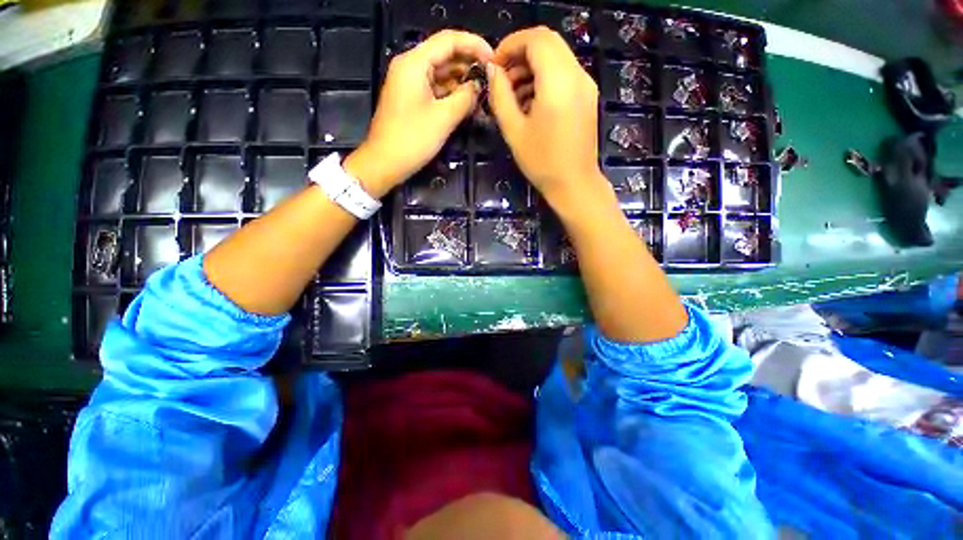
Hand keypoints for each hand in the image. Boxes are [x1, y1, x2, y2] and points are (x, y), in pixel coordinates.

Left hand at [344, 30, 492, 196]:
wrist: (385, 163)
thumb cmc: (412, 139)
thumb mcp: (443, 118)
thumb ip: (465, 98)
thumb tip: (478, 86)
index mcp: (414, 63)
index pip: (449, 40)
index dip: (474, 45)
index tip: (495, 59)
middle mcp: (411, 67)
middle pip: (445, 56)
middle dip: (469, 65)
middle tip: (492, 80)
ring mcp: (410, 84)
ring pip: (442, 74)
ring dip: (462, 82)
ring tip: (483, 94)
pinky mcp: (412, 100)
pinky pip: (436, 90)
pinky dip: (452, 95)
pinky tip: (467, 104)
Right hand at [486, 27, 607, 207]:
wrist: (574, 184)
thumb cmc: (541, 162)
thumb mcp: (514, 130)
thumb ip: (500, 95)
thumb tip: (492, 70)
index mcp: (558, 81)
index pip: (536, 38)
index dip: (511, 44)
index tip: (494, 65)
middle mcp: (577, 75)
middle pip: (548, 42)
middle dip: (520, 53)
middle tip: (502, 78)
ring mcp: (586, 85)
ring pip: (557, 57)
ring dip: (532, 66)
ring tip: (513, 93)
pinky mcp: (587, 96)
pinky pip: (564, 73)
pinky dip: (545, 77)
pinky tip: (531, 101)